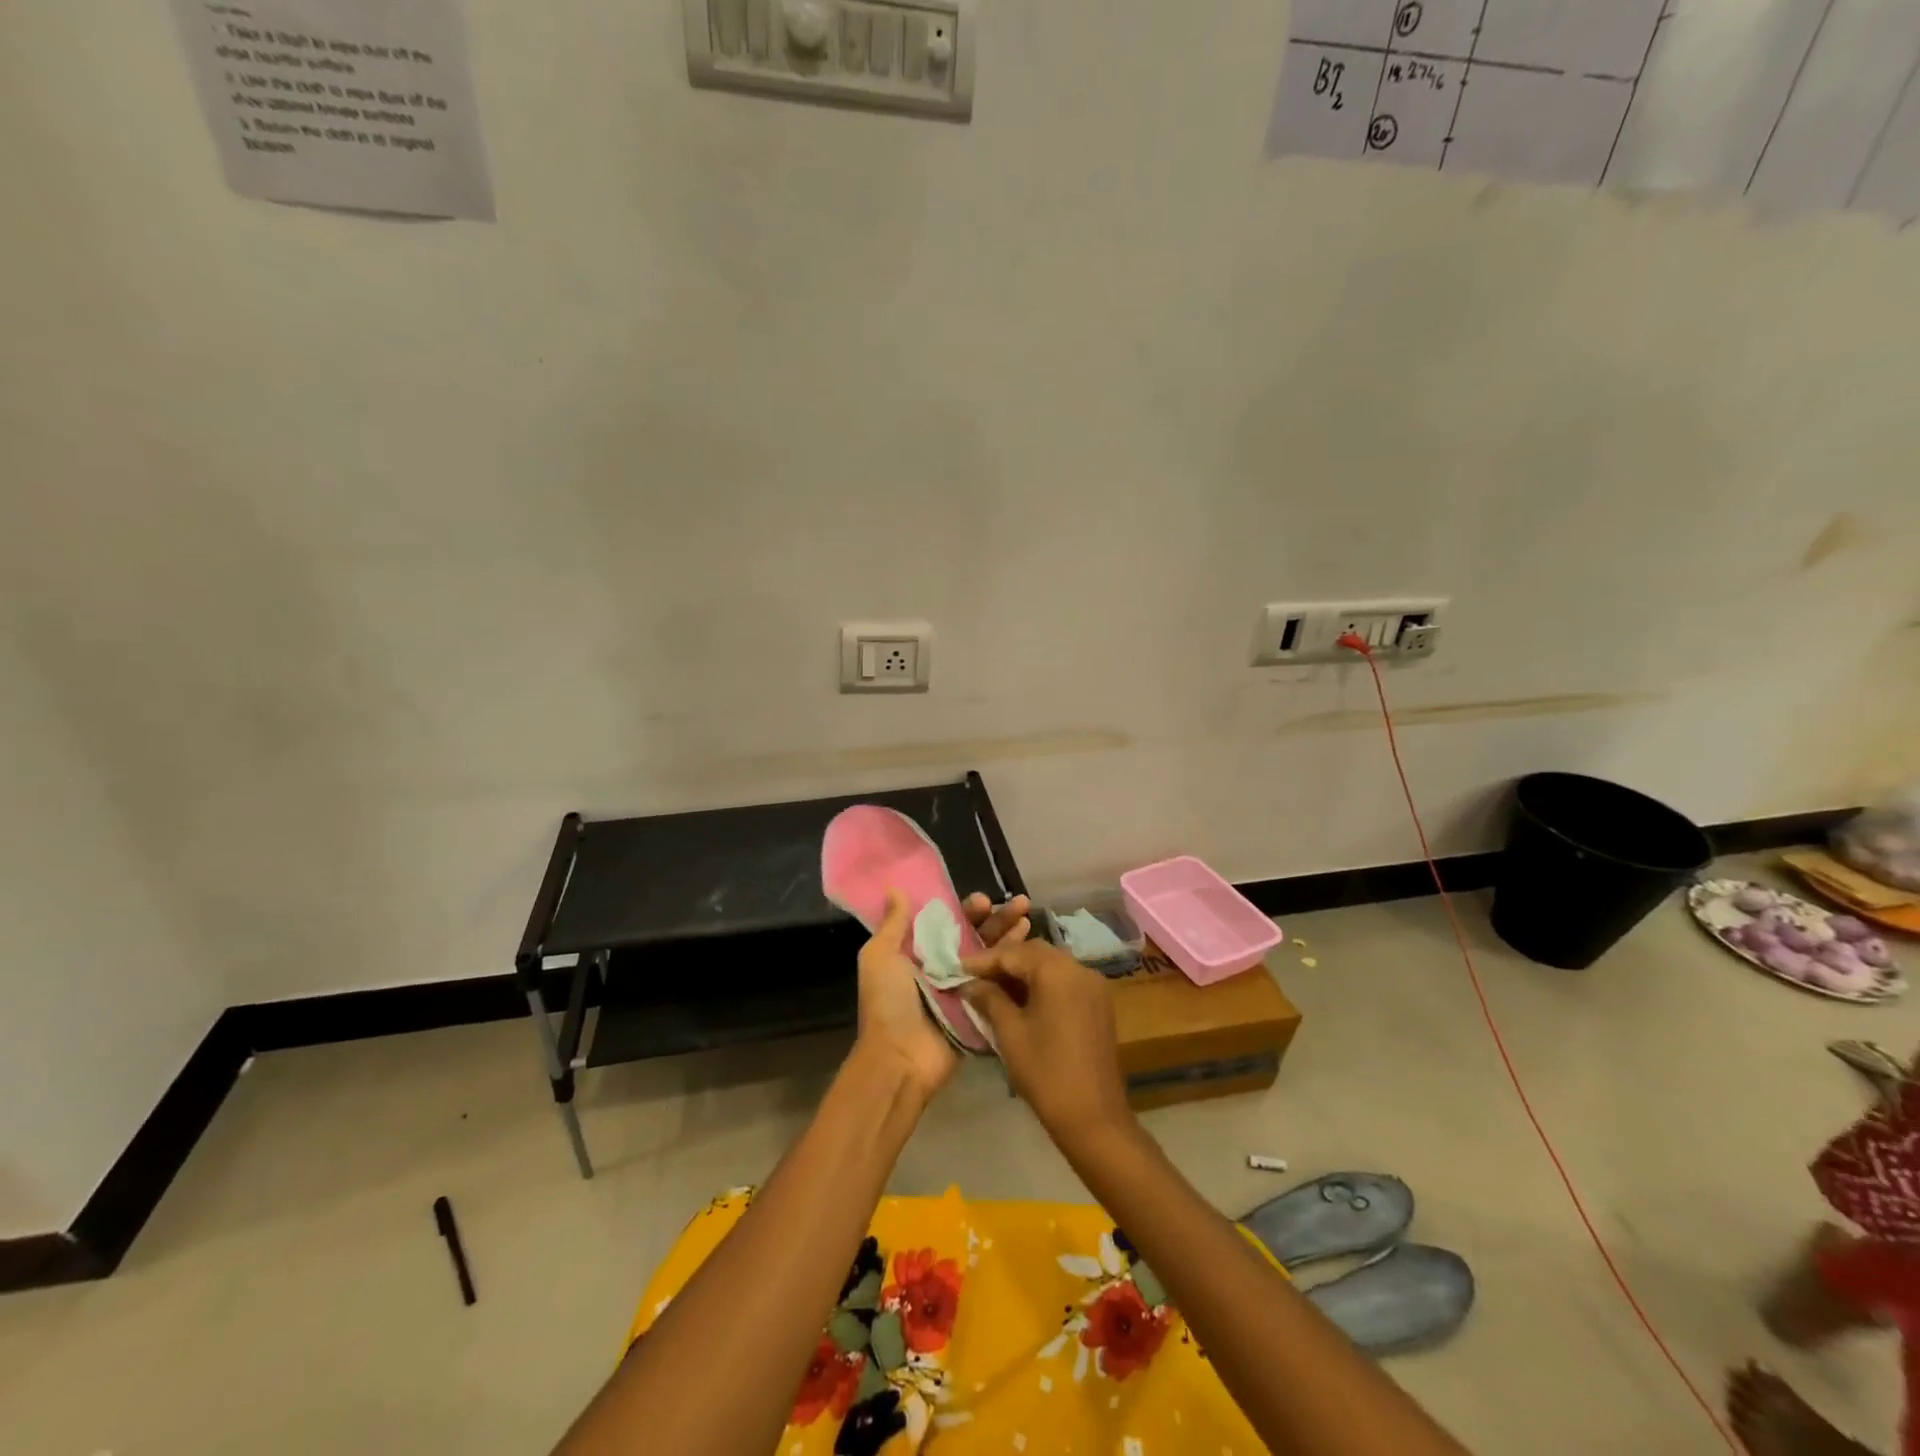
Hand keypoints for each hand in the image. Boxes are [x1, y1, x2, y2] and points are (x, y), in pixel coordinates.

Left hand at [853, 889, 1030, 1100]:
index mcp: (920, 953)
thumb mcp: (880, 957)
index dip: (967, 910)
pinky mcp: (982, 1011)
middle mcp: (945, 968)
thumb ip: (893, 924)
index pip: (950, 922)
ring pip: (993, 957)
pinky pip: (1001, 985)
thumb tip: (894, 887)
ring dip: (1010, 937)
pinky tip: (1033, 949)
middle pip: (976, 937)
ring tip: (1028, 918)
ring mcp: (967, 990)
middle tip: (1018, 903)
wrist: (900, 1058)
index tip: (984, 900)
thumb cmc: (888, 1002)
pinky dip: (1016, 968)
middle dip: (996, 919)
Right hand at [959, 939, 1132, 1148]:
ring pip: (1051, 965)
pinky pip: (1066, 981)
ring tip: (994, 986)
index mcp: (1057, 971)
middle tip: (976, 976)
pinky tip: (1023, 999)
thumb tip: (969, 983)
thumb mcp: (1010, 1032)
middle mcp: (1080, 968)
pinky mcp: (1099, 1003)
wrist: (1094, 1117)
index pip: (1013, 953)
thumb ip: (989, 999)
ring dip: (1024, 971)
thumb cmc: (1046, 1072)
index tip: (958, 967)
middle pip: (1035, 953)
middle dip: (1004, 961)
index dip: (983, 960)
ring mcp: (1094, 985)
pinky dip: (1043, 983)